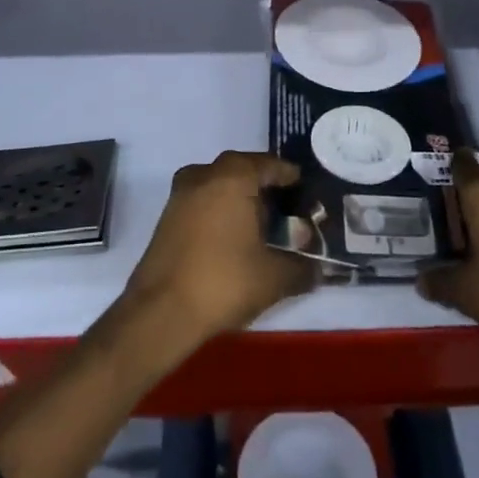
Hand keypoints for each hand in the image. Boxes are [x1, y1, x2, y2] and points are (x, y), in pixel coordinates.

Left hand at [122, 151, 316, 349]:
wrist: (160, 312)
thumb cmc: (223, 282)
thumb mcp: (274, 277)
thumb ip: (302, 267)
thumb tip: (318, 268)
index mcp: (234, 175)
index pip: (271, 165)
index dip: (292, 179)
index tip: (307, 194)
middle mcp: (205, 173)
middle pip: (245, 171)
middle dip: (267, 189)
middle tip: (289, 212)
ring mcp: (182, 193)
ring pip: (221, 185)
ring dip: (242, 200)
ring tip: (263, 227)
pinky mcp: (168, 215)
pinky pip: (204, 200)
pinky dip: (222, 210)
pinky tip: (235, 238)